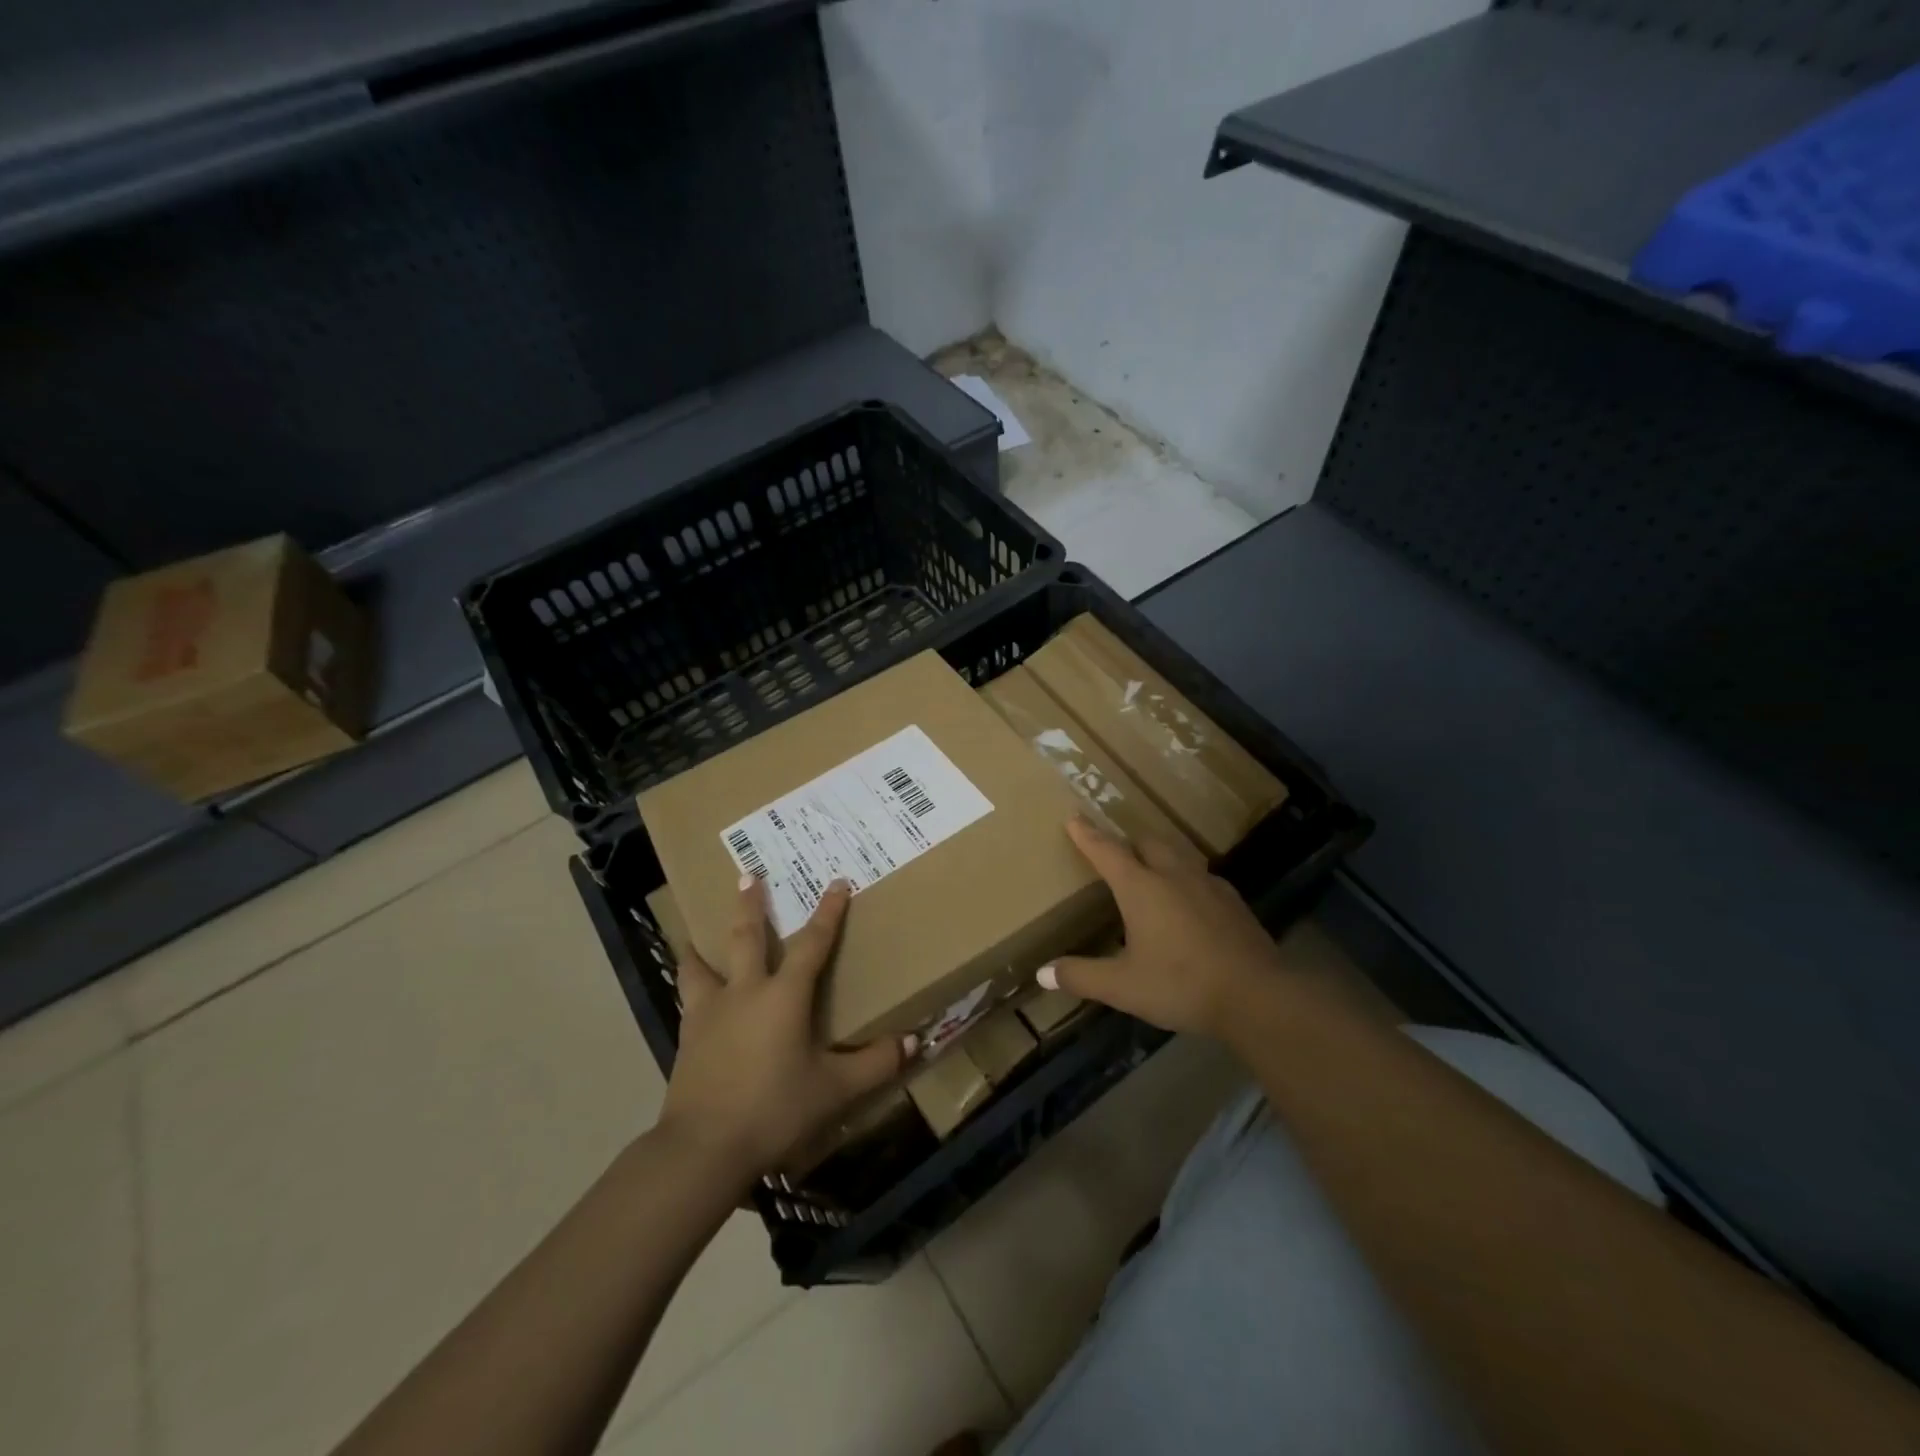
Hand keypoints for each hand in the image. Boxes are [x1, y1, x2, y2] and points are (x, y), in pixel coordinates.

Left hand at [658, 877, 909, 1181]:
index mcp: (784, 996)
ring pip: (701, 966)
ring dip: (702, 946)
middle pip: (746, 937)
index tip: (836, 883)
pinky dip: (689, 987)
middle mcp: (744, 993)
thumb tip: (912, 1042)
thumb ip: (874, 1065)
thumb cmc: (774, 1110)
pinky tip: (690, 995)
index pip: (812, 944)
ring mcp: (709, 1014)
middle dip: (750, 905)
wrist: (703, 1148)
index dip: (828, 913)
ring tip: (693, 936)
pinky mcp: (686, 1038)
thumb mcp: (834, 1090)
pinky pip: (687, 1000)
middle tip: (748, 875)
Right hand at [1040, 818, 1287, 1037]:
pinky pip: (1202, 878)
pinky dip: (1187, 880)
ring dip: (1160, 856)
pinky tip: (1190, 902)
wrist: (1256, 995)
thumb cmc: (1180, 984)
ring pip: (1178, 856)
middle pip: (1147, 843)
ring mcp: (1208, 885)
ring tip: (1152, 870)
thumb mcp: (1122, 986)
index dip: (1087, 834)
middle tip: (1116, 850)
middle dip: (1128, 842)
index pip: (1107, 851)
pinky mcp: (1234, 902)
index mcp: (1141, 887)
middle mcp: (1173, 875)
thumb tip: (1041, 973)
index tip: (1074, 817)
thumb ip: (1081, 976)